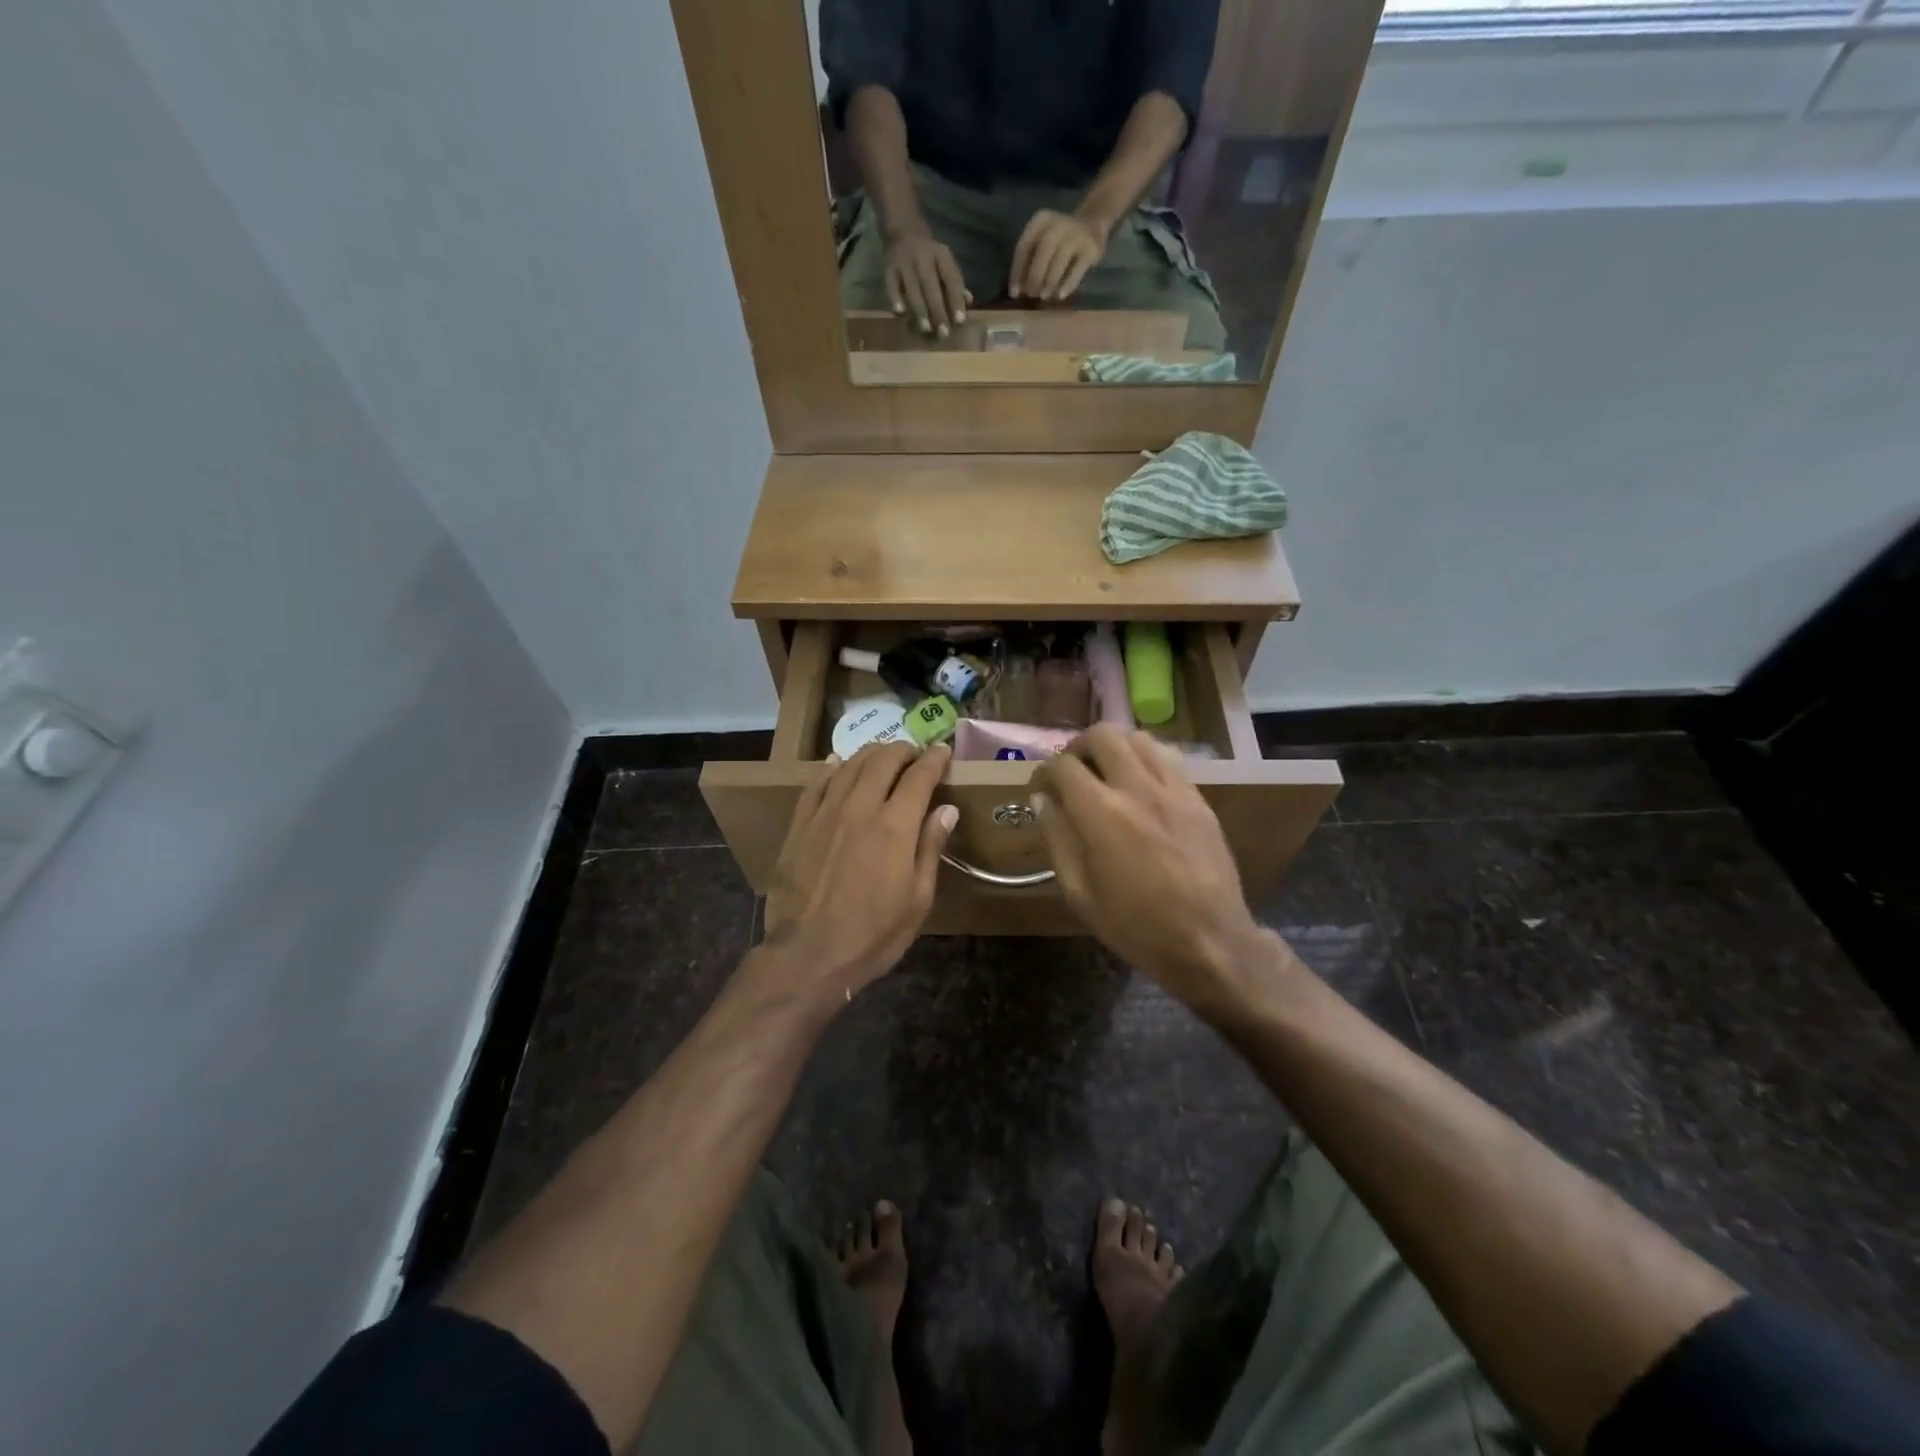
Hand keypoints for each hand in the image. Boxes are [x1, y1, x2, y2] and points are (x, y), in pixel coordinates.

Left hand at [762, 743, 957, 1001]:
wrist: (808, 954)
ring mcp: (825, 813)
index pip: (919, 776)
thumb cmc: (873, 934)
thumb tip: (946, 809)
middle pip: (882, 760)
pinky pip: (817, 783)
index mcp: (895, 826)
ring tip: (883, 755)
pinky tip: (838, 763)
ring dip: (870, 754)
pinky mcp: (800, 825)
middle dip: (903, 750)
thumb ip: (930, 848)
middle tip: (914, 753)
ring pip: (849, 765)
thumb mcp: (917, 899)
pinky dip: (832, 768)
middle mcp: (860, 808)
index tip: (943, 751)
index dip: (934, 760)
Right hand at [884, 228, 970, 337]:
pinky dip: (895, 299)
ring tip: (926, 329)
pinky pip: (892, 286)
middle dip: (938, 311)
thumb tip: (969, 301)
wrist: (902, 228)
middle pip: (931, 287)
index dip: (956, 300)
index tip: (960, 321)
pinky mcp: (889, 268)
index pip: (951, 279)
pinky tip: (900, 314)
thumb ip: (955, 281)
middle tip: (943, 334)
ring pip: (912, 289)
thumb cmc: (928, 252)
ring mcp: (904, 263)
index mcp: (941, 255)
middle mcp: (923, 258)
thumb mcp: (944, 260)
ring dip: (919, 310)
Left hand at [1009, 209, 1108, 301]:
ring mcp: (1077, 234)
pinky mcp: (1091, 248)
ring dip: (1049, 282)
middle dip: (1035, 276)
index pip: (1024, 246)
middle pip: (1043, 250)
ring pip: (1059, 260)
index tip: (1014, 293)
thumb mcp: (1041, 241)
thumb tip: (1020, 289)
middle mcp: (1058, 223)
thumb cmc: (1058, 240)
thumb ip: (1030, 261)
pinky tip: (1061, 296)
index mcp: (1040, 221)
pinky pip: (1077, 269)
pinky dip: (1067, 284)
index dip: (1017, 272)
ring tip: (1045, 296)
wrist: (1092, 223)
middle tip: (1032, 294)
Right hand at [1031, 726, 1266, 1005]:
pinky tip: (1139, 787)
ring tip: (1105, 772)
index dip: (1044, 772)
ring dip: (1114, 747)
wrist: (1210, 942)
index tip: (1040, 788)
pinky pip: (1167, 759)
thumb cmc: (1136, 927)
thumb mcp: (1080, 893)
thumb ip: (1058, 838)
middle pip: (1102, 735)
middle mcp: (1138, 789)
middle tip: (1072, 772)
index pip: (1064, 766)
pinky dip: (1144, 761)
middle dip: (1078, 747)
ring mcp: (1174, 790)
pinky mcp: (1198, 799)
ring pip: (1138, 739)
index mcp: (1102, 814)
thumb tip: (1043, 800)